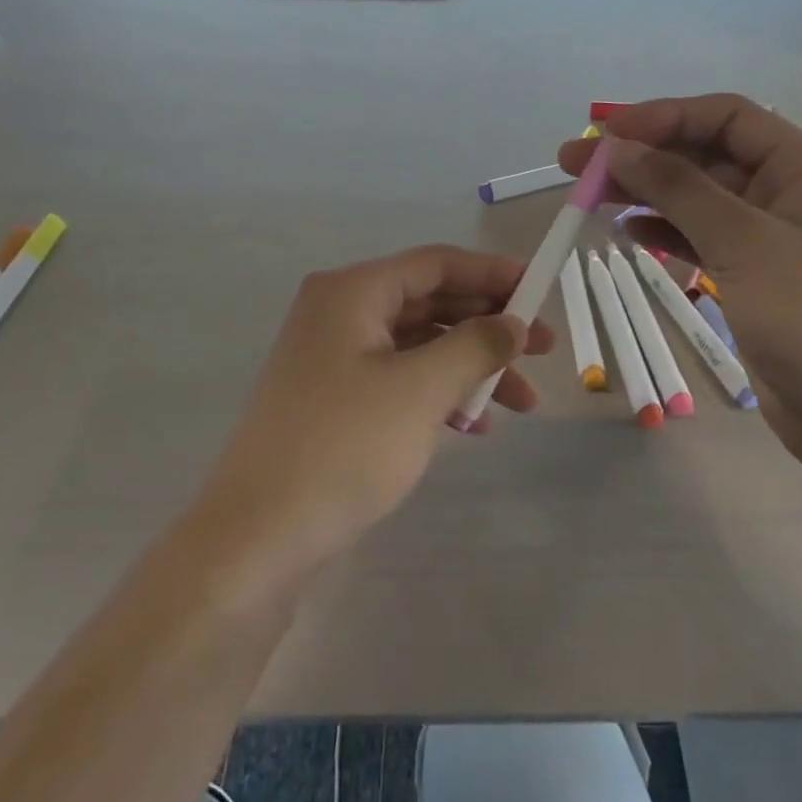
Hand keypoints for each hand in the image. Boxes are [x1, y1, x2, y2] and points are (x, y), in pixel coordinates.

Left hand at [197, 247, 553, 586]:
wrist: (259, 537)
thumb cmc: (345, 446)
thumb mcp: (422, 389)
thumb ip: (476, 345)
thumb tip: (511, 323)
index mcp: (352, 292)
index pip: (435, 264)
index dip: (493, 273)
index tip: (542, 290)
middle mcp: (339, 314)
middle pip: (429, 303)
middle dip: (489, 326)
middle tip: (543, 350)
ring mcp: (333, 360)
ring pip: (418, 347)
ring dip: (470, 367)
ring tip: (522, 402)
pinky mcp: (333, 401)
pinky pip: (399, 381)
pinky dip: (439, 395)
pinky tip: (474, 426)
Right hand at [556, 96, 801, 463]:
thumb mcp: (743, 244)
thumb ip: (678, 189)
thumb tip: (617, 148)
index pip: (728, 117)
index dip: (663, 117)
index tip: (605, 133)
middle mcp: (793, 191)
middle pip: (708, 154)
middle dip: (644, 154)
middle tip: (576, 162)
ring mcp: (773, 235)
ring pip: (700, 196)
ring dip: (647, 191)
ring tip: (588, 194)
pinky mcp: (754, 273)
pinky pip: (703, 236)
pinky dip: (665, 230)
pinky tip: (626, 229)